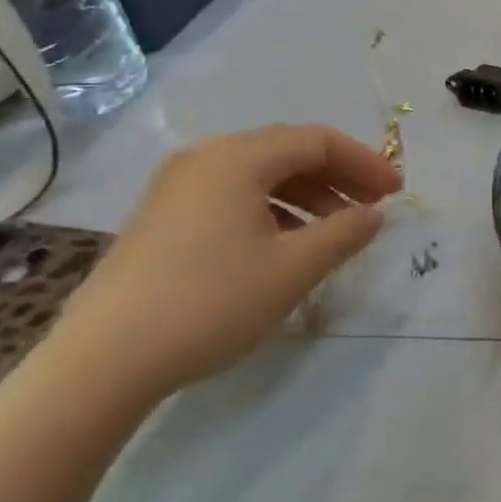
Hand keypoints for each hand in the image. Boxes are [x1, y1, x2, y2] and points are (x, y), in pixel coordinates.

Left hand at [46, 125, 401, 401]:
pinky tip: (286, 244)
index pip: (317, 141)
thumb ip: (344, 233)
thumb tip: (374, 214)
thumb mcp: (293, 269)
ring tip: (336, 231)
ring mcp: (177, 187)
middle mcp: (204, 158)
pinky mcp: (162, 217)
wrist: (104, 360)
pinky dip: (272, 210)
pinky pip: (232, 196)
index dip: (365, 163)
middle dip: (338, 177)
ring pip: (259, 175)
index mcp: (237, 158)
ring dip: (307, 196)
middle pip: (287, 152)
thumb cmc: (211, 303)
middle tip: (372, 208)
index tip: (396, 193)